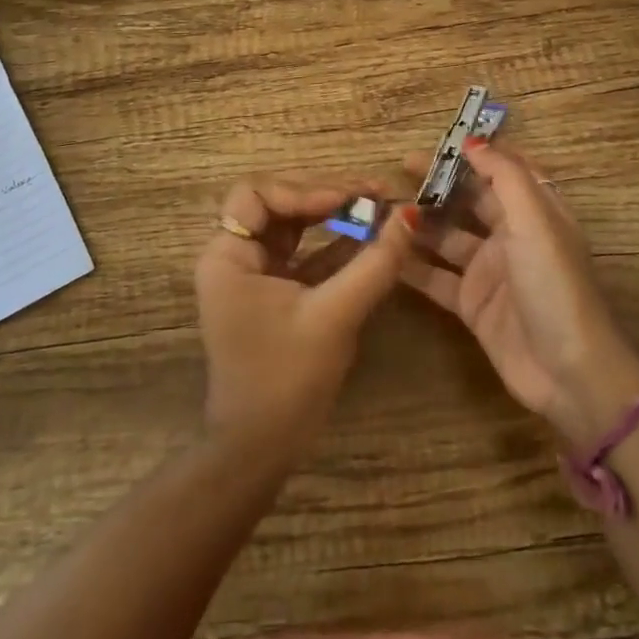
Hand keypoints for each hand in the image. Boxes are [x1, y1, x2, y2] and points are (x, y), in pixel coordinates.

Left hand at [195, 174, 417, 457]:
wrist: (261, 449)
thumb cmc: (287, 379)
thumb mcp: (334, 315)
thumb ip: (374, 263)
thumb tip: (410, 215)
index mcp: (228, 257)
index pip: (257, 194)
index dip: (302, 189)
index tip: (348, 200)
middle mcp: (235, 258)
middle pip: (278, 204)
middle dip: (325, 196)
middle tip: (374, 194)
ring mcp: (256, 276)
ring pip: (294, 226)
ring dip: (334, 216)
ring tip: (378, 208)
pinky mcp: (276, 294)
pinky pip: (305, 255)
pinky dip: (336, 245)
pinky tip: (372, 240)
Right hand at [401, 140, 638, 449]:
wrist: (566, 371)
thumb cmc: (554, 285)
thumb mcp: (534, 222)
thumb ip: (504, 177)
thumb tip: (474, 140)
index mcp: (537, 211)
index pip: (506, 170)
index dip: (478, 153)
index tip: (440, 141)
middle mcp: (513, 236)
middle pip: (472, 200)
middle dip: (439, 184)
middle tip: (399, 170)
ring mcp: (491, 271)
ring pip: (448, 238)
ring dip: (420, 223)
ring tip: (383, 210)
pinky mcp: (472, 304)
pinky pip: (436, 277)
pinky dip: (412, 266)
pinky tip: (384, 253)